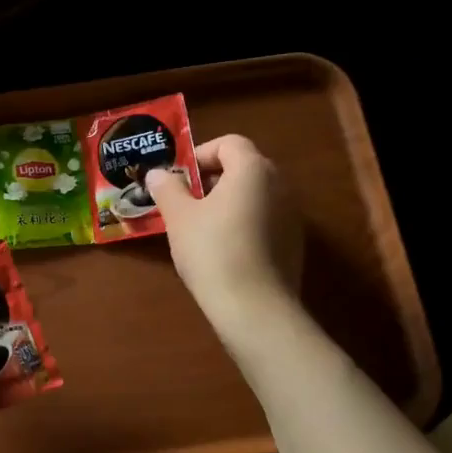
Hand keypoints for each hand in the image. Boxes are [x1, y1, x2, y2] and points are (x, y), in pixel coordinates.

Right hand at [148, 134, 303, 326]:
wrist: (254, 308)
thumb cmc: (212, 251)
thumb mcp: (179, 217)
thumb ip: (167, 189)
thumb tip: (157, 173)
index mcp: (252, 169)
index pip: (229, 143)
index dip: (201, 154)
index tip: (179, 178)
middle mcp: (279, 185)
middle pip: (244, 167)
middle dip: (212, 179)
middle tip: (185, 201)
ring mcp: (291, 215)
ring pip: (255, 195)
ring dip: (228, 202)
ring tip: (200, 227)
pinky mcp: (294, 243)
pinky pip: (265, 220)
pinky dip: (243, 224)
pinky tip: (223, 250)